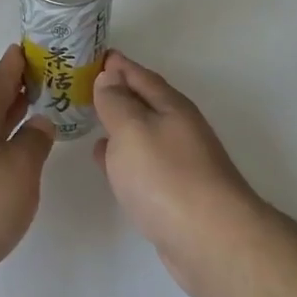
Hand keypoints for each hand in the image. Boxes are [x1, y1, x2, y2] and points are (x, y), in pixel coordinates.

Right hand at [94, 52, 266, 296]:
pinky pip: (141, 163)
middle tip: (84, 84)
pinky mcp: (174, 194)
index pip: (140, 75)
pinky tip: (105, 161)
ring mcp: (179, 163)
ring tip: (90, 117)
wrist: (211, 242)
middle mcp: (179, 129)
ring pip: (142, 133)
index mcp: (171, 107)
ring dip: (118, 124)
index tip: (94, 54)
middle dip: (117, 92)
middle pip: (144, 102)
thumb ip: (117, 102)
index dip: (117, 65)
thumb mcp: (133, 130)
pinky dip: (122, 155)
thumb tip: (110, 76)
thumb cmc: (167, 177)